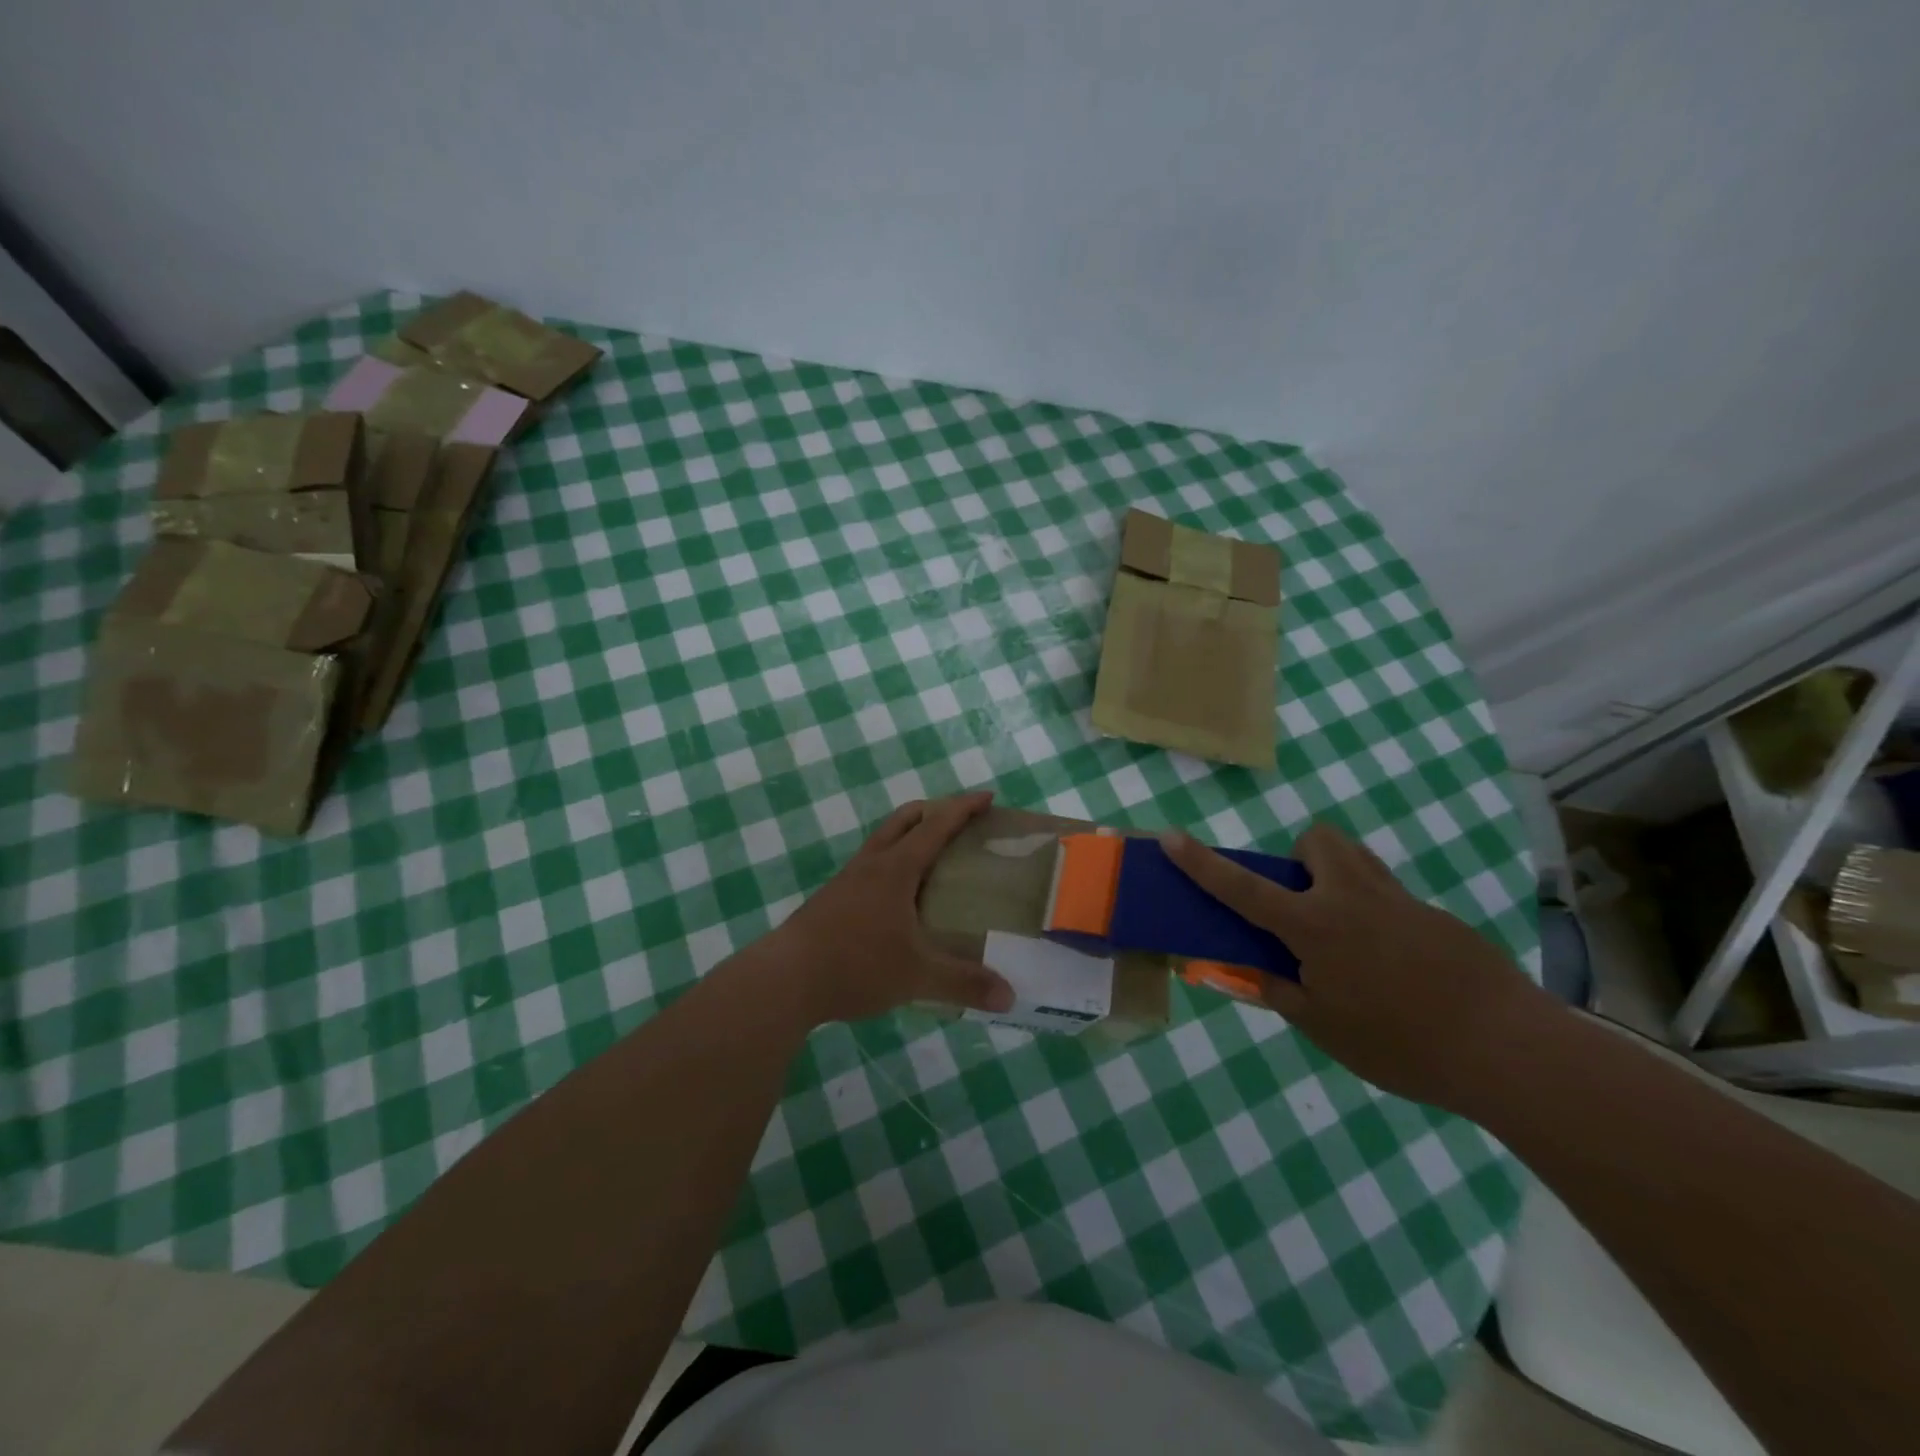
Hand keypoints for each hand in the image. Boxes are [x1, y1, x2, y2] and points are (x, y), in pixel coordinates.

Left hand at [765, 792, 1015, 1024]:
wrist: (785, 979)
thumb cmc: (856, 965)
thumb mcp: (917, 976)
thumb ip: (964, 983)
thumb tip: (1010, 997)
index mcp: (896, 868)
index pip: (936, 825)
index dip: (963, 808)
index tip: (988, 797)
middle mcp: (871, 864)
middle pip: (904, 820)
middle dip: (934, 810)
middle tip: (961, 821)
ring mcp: (847, 880)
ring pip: (883, 841)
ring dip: (909, 835)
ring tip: (933, 857)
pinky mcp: (832, 899)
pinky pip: (870, 866)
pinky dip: (892, 864)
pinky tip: (899, 898)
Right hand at [1162, 822, 1552, 1111]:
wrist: (1508, 1050)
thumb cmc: (1400, 1044)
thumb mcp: (1323, 1029)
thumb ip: (1281, 991)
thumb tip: (1257, 971)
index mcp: (1314, 926)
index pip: (1243, 888)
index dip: (1202, 864)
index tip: (1171, 837)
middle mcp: (1352, 897)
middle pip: (1316, 840)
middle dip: (1298, 859)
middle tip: (1302, 907)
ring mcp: (1399, 900)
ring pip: (1355, 857)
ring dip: (1334, 876)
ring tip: (1344, 931)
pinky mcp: (1436, 916)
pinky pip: (1389, 895)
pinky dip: (1375, 914)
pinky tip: (1396, 966)